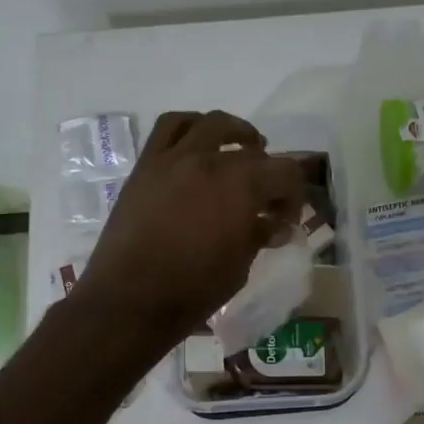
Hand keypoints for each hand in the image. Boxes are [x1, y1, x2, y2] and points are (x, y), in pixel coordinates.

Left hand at [70, 111, 305, 350]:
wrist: (130, 299)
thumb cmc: (193, 290)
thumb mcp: (239, 266)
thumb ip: (259, 235)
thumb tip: (272, 224)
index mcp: (242, 186)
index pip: (286, 173)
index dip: (293, 197)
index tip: (285, 221)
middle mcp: (210, 160)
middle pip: (254, 153)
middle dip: (269, 176)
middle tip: (266, 202)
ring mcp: (175, 158)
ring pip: (213, 124)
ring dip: (235, 134)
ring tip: (242, 150)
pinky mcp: (147, 165)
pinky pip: (170, 127)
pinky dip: (191, 126)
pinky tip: (198, 144)